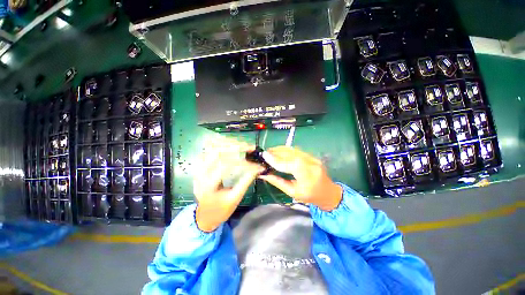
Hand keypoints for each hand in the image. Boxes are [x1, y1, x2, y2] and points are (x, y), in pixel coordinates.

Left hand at [194, 137, 263, 231]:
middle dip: (235, 146)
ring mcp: (199, 167)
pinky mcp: (200, 164)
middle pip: (216, 151)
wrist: (205, 215)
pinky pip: (209, 148)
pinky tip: (231, 144)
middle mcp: (201, 173)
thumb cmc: (221, 209)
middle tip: (249, 147)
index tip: (256, 164)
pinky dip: (221, 144)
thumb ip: (246, 181)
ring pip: (211, 146)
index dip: (243, 163)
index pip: (225, 166)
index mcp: (208, 185)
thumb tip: (258, 168)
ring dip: (228, 143)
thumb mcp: (235, 198)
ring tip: (242, 144)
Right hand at [259, 146, 341, 210]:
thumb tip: (263, 174)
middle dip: (275, 152)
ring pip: (292, 149)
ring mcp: (312, 157)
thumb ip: (277, 182)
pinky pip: (296, 150)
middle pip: (289, 153)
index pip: (286, 163)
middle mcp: (309, 162)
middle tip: (265, 153)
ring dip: (280, 149)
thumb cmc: (310, 196)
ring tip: (270, 151)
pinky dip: (286, 150)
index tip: (263, 155)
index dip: (273, 159)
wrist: (329, 193)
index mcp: (305, 174)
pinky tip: (280, 152)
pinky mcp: (312, 155)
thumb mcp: (292, 192)